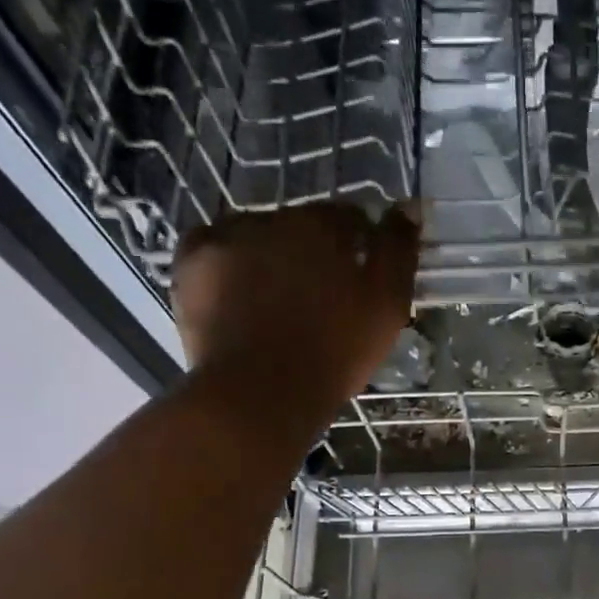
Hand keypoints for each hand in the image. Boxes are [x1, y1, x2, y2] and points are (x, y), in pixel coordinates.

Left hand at [172, 201, 419, 407]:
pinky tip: (237, 289)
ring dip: (270, 254)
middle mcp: (270, 218)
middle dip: (314, 251)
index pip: (350, 218)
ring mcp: (225, 238)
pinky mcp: (190, 265)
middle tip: (321, 297)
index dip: (360, 246)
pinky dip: (227, 260)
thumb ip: (399, 249)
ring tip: (276, 299)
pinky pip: (213, 247)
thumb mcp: (388, 303)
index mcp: (321, 224)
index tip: (362, 279)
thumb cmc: (336, 350)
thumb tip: (407, 205)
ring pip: (257, 235)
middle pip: (301, 226)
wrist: (261, 393)